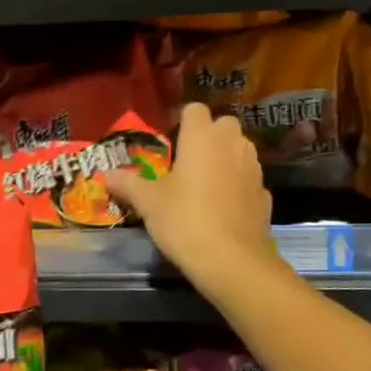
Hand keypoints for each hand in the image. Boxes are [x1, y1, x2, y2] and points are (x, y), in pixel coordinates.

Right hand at [104, 103, 277, 286]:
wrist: (233, 261)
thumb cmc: (185, 220)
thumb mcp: (148, 203)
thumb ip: (128, 183)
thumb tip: (105, 174)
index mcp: (202, 136)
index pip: (194, 109)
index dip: (181, 121)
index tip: (169, 142)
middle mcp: (232, 143)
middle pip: (222, 125)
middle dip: (207, 137)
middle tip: (186, 162)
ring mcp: (253, 167)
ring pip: (239, 149)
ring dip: (224, 158)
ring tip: (204, 184)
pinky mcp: (265, 192)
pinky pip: (247, 178)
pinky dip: (237, 184)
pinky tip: (223, 207)